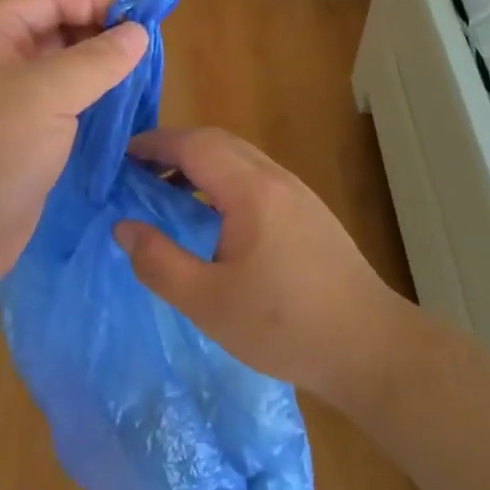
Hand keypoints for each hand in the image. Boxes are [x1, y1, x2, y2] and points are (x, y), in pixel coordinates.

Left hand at [0, 0, 147, 325]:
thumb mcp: (46, 95)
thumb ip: (97, 59)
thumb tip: (138, 33)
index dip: (95, 0)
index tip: (143, 19)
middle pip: (55, 31)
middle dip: (101, 36)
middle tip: (148, 54)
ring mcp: (5, 104)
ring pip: (61, 72)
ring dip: (100, 73)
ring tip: (143, 82)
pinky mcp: (19, 141)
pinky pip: (61, 110)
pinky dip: (91, 106)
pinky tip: (123, 115)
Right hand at [113, 128, 400, 399]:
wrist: (369, 347)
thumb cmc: (284, 326)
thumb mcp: (207, 302)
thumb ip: (158, 262)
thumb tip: (124, 227)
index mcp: (251, 191)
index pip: (194, 145)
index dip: (153, 144)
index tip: (120, 157)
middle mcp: (277, 179)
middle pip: (218, 142)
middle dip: (174, 149)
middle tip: (137, 174)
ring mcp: (299, 194)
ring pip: (240, 158)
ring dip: (200, 165)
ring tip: (167, 195)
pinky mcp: (310, 213)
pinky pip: (257, 178)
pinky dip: (223, 182)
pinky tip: (212, 218)